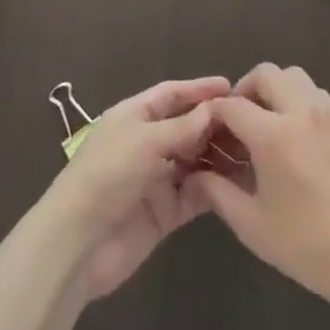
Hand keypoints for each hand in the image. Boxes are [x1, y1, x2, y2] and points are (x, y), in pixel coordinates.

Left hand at [42, 76, 229, 301]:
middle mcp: (145, 144)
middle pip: (185, 127)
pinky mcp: (164, 213)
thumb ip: (182, 127)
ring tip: (250, 151)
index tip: (230, 86)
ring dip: (216, 156)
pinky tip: (237, 183)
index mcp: (133, 117)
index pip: (170, 95)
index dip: (198, 89)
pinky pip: (193, 194)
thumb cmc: (107, 174)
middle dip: (213, 124)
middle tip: (249, 122)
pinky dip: (212, 188)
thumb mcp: (145, 140)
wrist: (78, 243)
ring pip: (193, 161)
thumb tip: (213, 109)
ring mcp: (155, 179)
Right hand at [184, 64, 329, 311]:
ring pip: (295, 77)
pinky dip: (299, 100)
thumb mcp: (252, 225)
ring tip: (267, 123)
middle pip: (266, 74)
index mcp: (273, 135)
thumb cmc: (307, 245)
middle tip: (238, 121)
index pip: (234, 105)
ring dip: (275, 89)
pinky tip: (297, 135)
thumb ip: (218, 193)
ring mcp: (328, 115)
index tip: (208, 129)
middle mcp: (301, 113)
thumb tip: (196, 174)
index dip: (215, 113)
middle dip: (245, 89)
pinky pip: (317, 94)